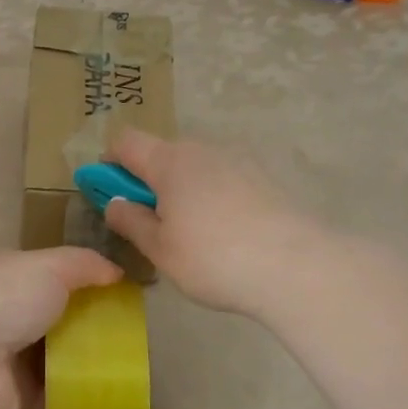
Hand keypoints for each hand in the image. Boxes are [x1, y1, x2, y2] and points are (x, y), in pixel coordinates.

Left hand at [0, 248, 122, 408]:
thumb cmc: (4, 299)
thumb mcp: (49, 265)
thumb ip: (84, 264)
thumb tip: (117, 272)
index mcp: (11, 278)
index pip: (54, 276)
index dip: (88, 282)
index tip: (127, 294)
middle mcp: (10, 316)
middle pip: (61, 319)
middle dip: (94, 325)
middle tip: (138, 334)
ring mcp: (14, 359)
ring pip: (62, 359)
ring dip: (91, 362)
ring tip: (135, 365)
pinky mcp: (20, 398)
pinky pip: (59, 396)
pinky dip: (81, 396)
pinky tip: (115, 394)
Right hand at [103, 130, 317, 318]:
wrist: (298, 267)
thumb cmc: (214, 258)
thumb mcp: (160, 248)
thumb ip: (131, 221)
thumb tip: (114, 203)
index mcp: (170, 161)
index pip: (126, 141)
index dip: (109, 163)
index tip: (109, 195)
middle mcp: (203, 150)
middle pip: (161, 154)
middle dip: (147, 181)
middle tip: (149, 224)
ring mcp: (239, 161)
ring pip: (194, 168)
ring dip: (180, 190)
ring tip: (189, 235)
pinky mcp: (264, 179)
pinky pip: (222, 180)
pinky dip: (210, 198)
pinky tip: (223, 235)